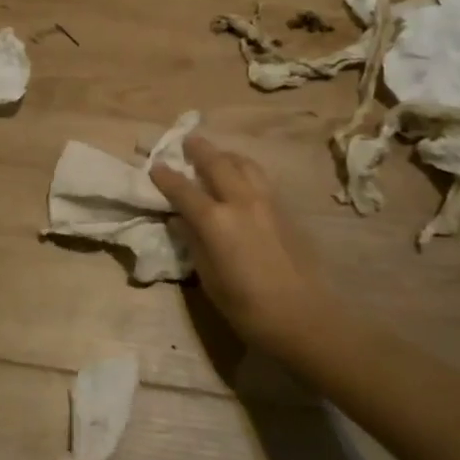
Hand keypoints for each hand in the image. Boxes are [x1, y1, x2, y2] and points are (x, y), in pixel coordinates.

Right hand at [151, 135, 338, 359]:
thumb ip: (194, 243)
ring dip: (226, 155)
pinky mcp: (286, 210)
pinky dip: (246, 169)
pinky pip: (261, 177)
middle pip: (217, 163)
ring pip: (244, 164)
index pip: (183, 190)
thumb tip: (181, 221)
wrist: (305, 317)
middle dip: (199, 150)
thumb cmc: (248, 308)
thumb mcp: (209, 279)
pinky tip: (243, 178)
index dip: (166, 177)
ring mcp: (267, 202)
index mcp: (215, 221)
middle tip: (187, 141)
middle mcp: (241, 202)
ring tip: (217, 155)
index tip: (155, 166)